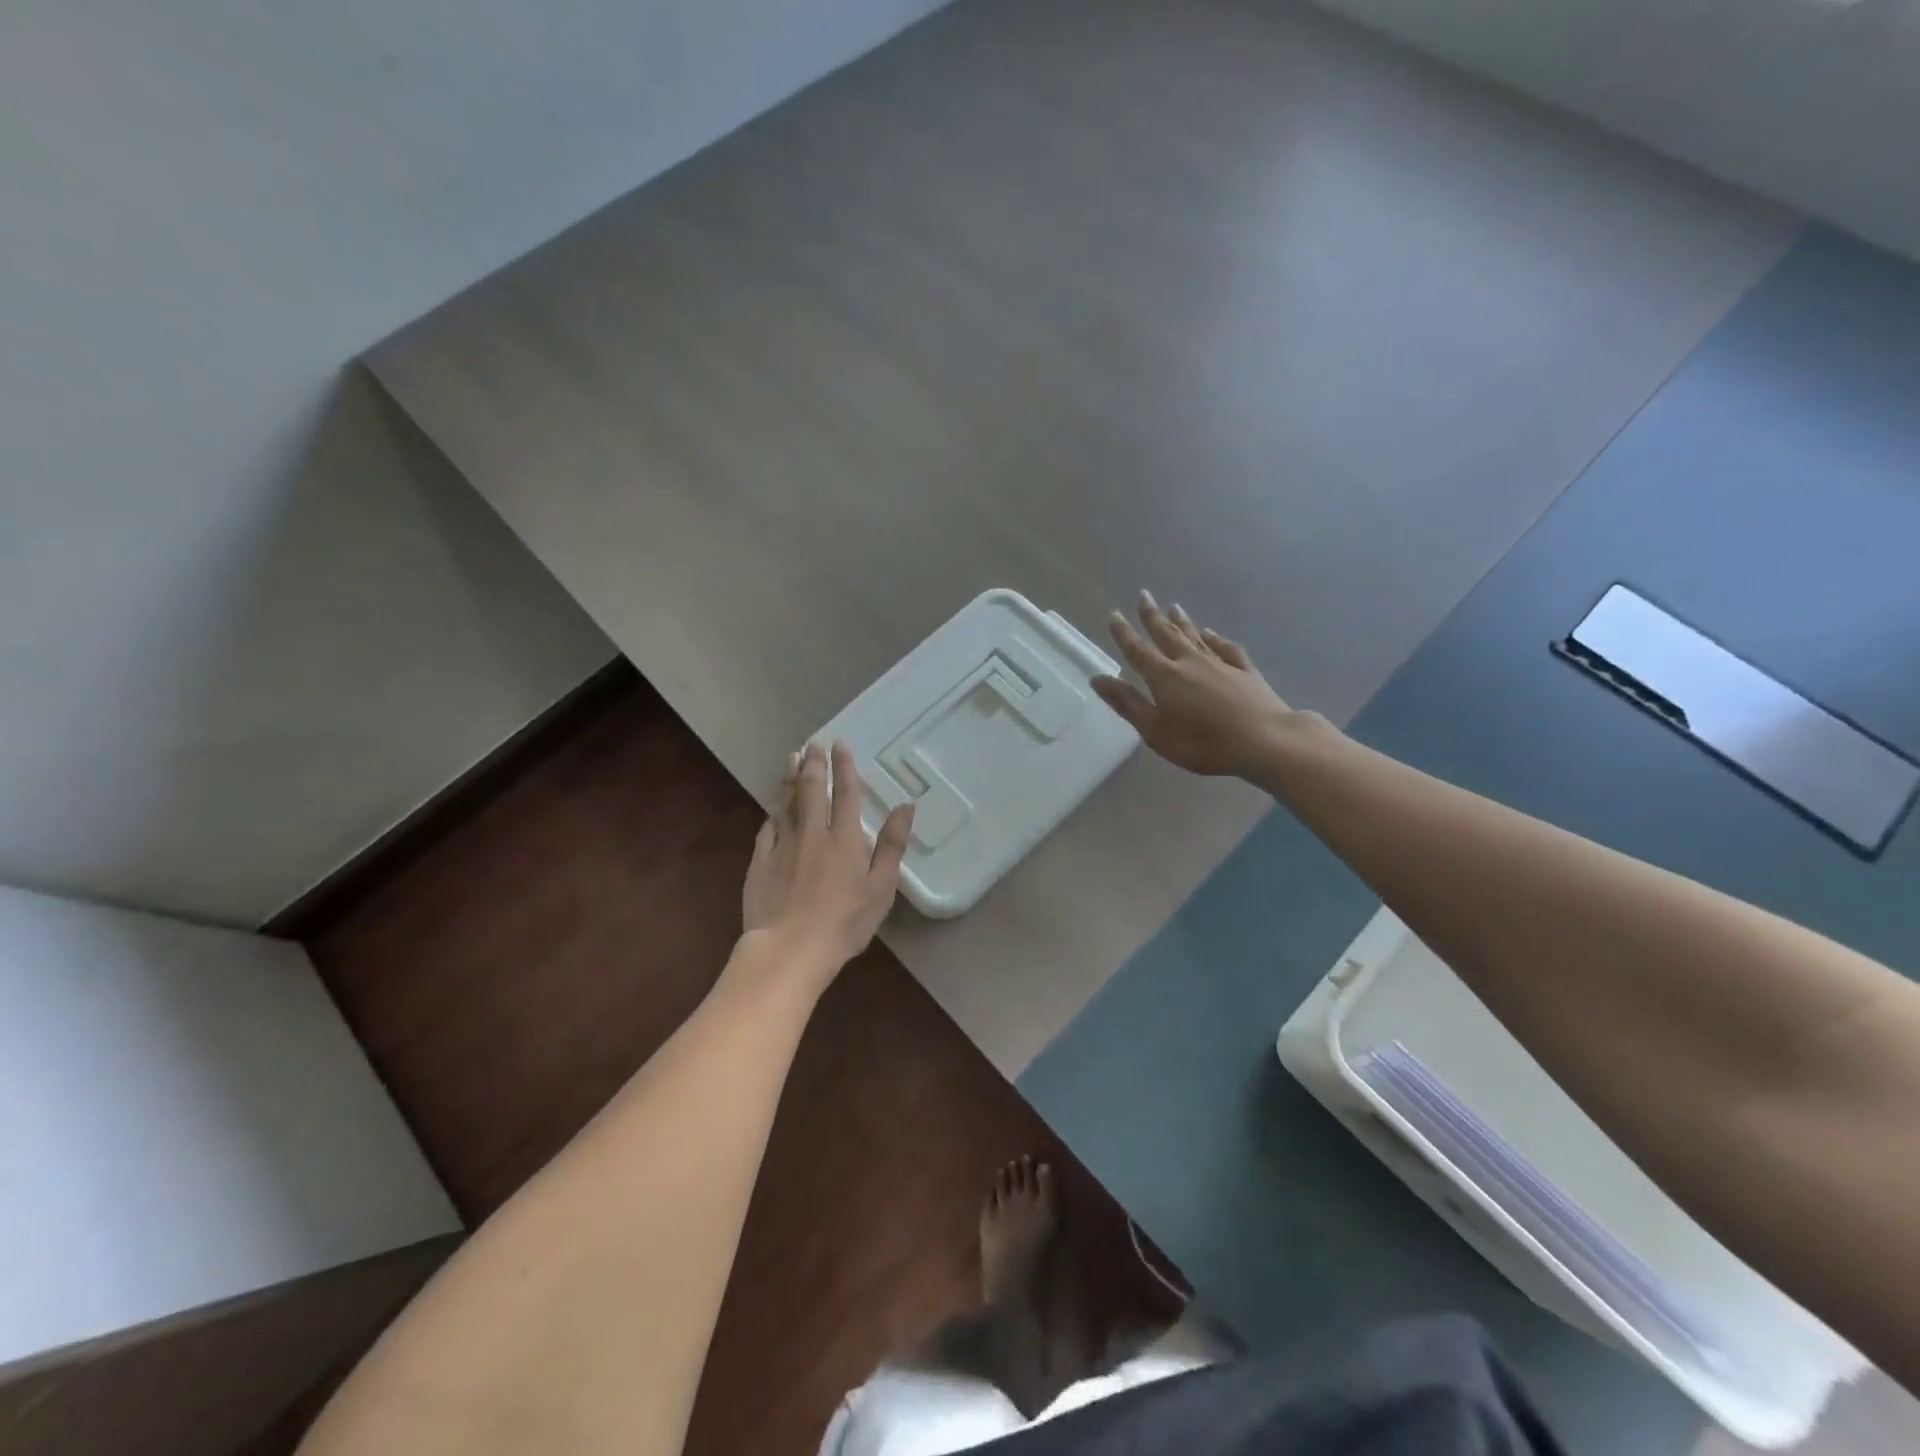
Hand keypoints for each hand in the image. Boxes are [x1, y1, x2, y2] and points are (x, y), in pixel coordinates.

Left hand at [739, 741, 914, 988]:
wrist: (790, 948)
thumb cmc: (845, 922)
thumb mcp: (881, 887)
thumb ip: (892, 845)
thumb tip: (907, 806)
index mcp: (845, 838)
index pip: (846, 793)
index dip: (844, 766)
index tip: (839, 744)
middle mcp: (813, 833)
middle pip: (812, 789)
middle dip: (813, 763)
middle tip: (812, 744)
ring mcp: (783, 845)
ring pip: (786, 803)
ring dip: (790, 779)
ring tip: (791, 759)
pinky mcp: (760, 861)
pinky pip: (767, 829)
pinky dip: (772, 813)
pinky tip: (773, 807)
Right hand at [1093, 592, 1295, 777]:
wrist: (1264, 741)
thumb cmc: (1202, 742)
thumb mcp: (1155, 730)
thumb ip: (1127, 703)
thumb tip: (1098, 679)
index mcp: (1164, 676)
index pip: (1138, 650)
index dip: (1124, 633)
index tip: (1114, 615)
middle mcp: (1189, 661)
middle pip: (1167, 634)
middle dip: (1153, 616)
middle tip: (1144, 595)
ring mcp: (1220, 663)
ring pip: (1196, 636)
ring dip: (1182, 622)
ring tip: (1174, 607)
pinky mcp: (1245, 671)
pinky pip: (1225, 647)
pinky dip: (1215, 638)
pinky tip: (1211, 633)